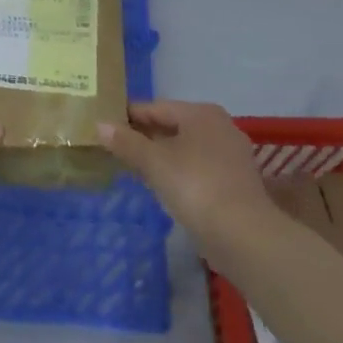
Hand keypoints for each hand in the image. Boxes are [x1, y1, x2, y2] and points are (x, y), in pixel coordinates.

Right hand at [99, 101, 270, 235]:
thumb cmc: (195, 186)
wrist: (243, 235)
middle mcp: (219, 127)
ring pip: (184, 148)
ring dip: (159, 155)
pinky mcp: (234, 182)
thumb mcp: (153, 162)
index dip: (127, 116)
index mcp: (201, 113)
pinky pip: (195, 167)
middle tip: (112, 146)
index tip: (103, 124)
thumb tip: (100, 124)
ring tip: (130, 165)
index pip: (155, 107)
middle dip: (143, 136)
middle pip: (171, 126)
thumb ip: (126, 142)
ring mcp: (230, 155)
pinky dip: (176, 171)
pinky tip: (159, 184)